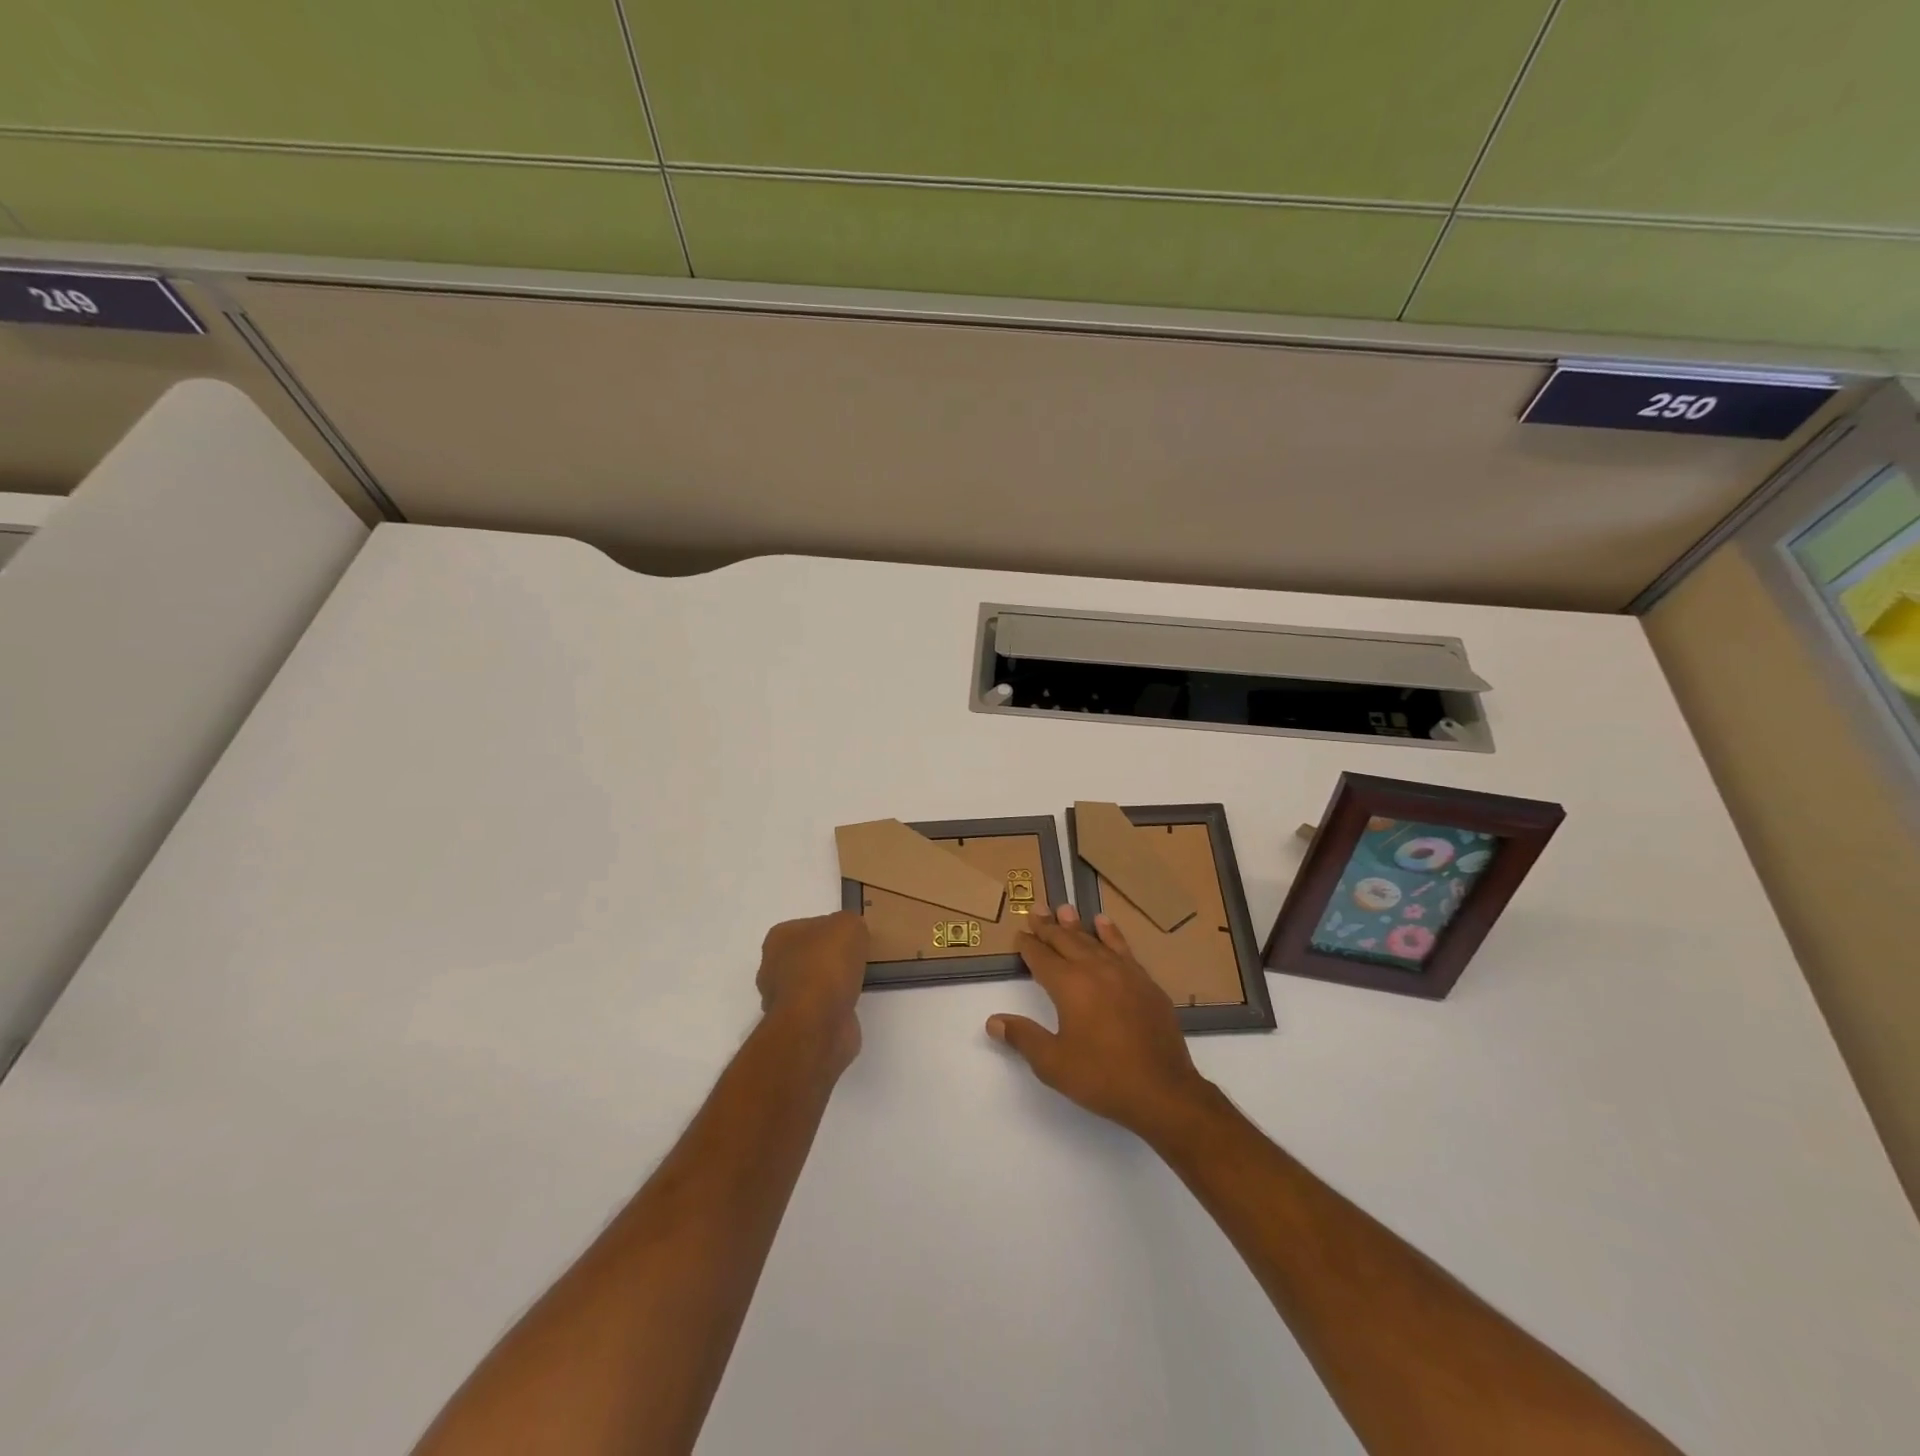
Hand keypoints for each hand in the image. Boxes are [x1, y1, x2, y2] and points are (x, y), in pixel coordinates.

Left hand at [757, 912, 868, 1072]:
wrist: (817, 1022)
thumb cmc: (827, 965)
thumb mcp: (848, 925)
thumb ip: (849, 924)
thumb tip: (849, 937)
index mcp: (779, 939)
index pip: (807, 927)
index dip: (831, 931)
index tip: (851, 939)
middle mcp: (772, 968)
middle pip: (807, 956)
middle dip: (828, 959)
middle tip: (855, 961)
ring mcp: (782, 1000)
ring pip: (812, 985)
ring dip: (831, 986)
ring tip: (857, 983)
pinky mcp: (796, 1026)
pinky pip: (819, 1009)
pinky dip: (834, 1008)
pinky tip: (851, 1005)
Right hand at [988, 906, 1215, 1140]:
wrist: (1163, 1090)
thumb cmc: (1102, 1077)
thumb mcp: (1053, 1064)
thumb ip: (1023, 1037)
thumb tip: (993, 1021)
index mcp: (1069, 985)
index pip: (1042, 958)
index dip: (1028, 945)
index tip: (1019, 934)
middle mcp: (1095, 969)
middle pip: (1066, 941)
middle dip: (1048, 926)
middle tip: (1036, 909)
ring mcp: (1124, 973)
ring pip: (1094, 940)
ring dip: (1076, 925)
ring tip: (1064, 908)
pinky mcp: (1145, 983)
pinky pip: (1123, 948)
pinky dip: (1110, 933)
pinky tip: (1104, 924)